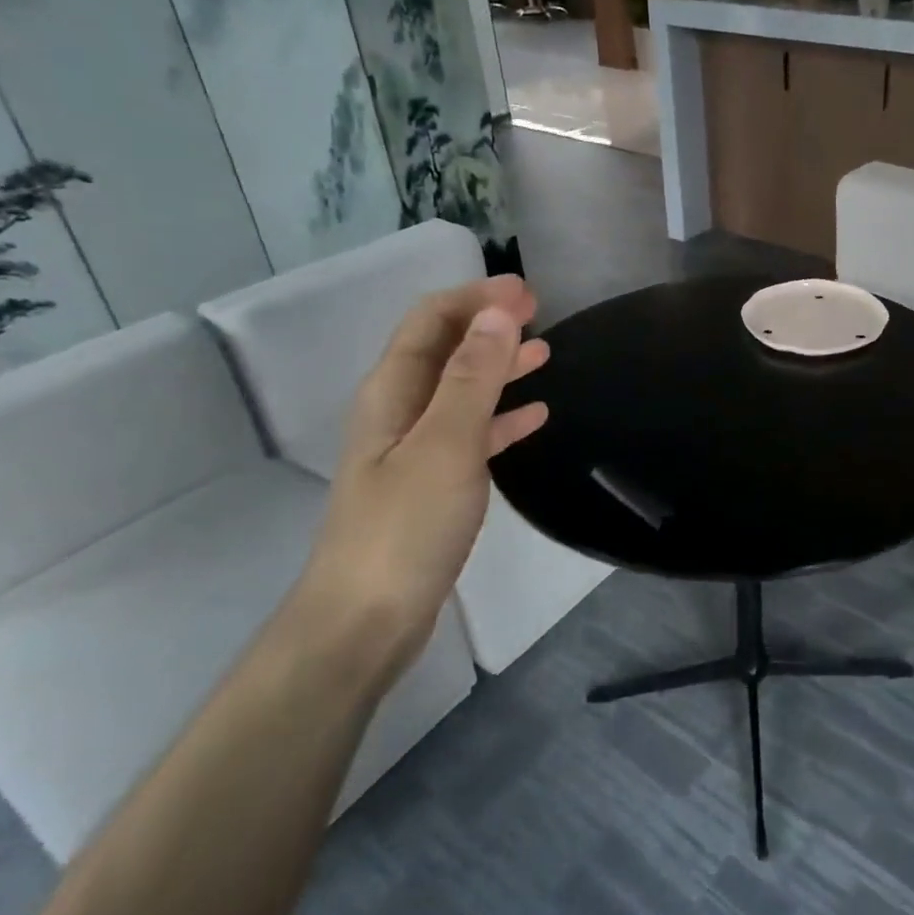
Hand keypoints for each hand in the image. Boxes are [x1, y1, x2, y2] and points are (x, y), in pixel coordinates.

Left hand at [295, 277, 549, 674]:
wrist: (367, 620)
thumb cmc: (406, 527)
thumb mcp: (446, 444)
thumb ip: (474, 377)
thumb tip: (499, 313)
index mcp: (392, 392)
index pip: (431, 320)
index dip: (477, 298)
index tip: (529, 293)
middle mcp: (399, 411)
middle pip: (445, 349)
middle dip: (489, 324)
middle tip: (541, 313)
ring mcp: (414, 450)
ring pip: (462, 390)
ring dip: (500, 366)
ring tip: (546, 354)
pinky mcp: (432, 484)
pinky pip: (472, 434)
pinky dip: (502, 416)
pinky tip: (535, 417)